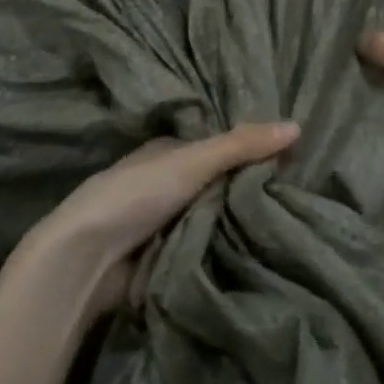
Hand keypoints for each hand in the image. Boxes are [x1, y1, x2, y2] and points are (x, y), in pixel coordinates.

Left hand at [22, 121, 298, 313]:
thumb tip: (297, 125)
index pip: (217, 148)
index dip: (249, 152)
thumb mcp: (193, 161)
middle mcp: (164, 183)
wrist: (87, 258)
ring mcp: (161, 222)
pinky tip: (258, 253)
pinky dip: (223, 250)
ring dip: (237, 224)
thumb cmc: (137, 194)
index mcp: (166, 152)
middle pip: (216, 185)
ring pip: (211, 218)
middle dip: (246, 192)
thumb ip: (241, 145)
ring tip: (289, 225)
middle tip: (297, 197)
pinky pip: (203, 249)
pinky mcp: (162, 258)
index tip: (290, 161)